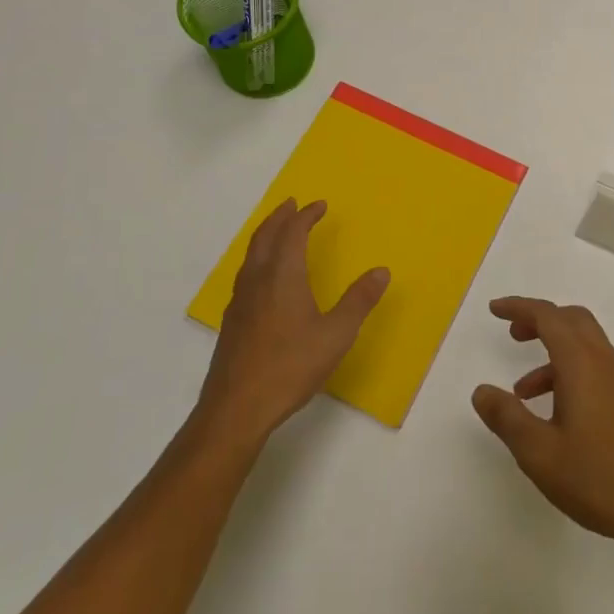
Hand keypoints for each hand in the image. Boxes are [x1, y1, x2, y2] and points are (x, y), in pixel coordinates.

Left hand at [194, 199, 389, 446]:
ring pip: (251, 255)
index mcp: (282, 276)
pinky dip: (258, 259)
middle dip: (279, 217)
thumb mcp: (336, 334)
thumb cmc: (290, 366)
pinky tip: (263, 278)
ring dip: (266, 236)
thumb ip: (359, 301)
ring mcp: (240, 302)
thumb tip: (381, 271)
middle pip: (265, 237)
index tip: (319, 206)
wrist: (236, 409)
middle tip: (292, 204)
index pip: (293, 233)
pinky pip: (245, 274)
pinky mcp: (232, 322)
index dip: (306, 216)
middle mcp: (257, 280)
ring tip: (278, 232)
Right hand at [471, 296, 613, 557]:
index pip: (548, 316)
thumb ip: (507, 418)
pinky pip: (594, 368)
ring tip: (522, 391)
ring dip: (552, 352)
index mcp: (581, 363)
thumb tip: (481, 391)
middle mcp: (604, 362)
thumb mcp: (540, 453)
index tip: (494, 310)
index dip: (519, 307)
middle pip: (571, 320)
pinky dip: (569, 372)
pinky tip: (555, 414)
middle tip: (513, 333)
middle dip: (540, 320)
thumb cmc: (599, 478)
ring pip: (584, 345)